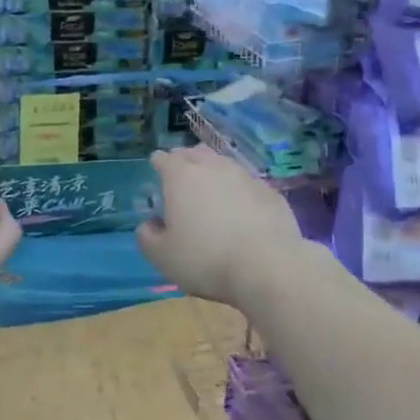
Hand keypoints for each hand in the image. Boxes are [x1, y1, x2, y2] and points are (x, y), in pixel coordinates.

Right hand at [136, 146, 304, 308]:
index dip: (158, 163)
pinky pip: (248, 184)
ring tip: (211, 189)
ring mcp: (245, 177)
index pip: (164, 159)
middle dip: (186, 160)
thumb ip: (147, 237)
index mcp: (181, 176)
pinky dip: (239, 191)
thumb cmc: (205, 259)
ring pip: (224, 164)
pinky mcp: (271, 192)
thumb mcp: (162, 256)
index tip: (156, 170)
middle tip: (182, 175)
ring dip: (214, 172)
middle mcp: (213, 168)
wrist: (268, 266)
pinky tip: (241, 208)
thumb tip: (150, 225)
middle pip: (195, 153)